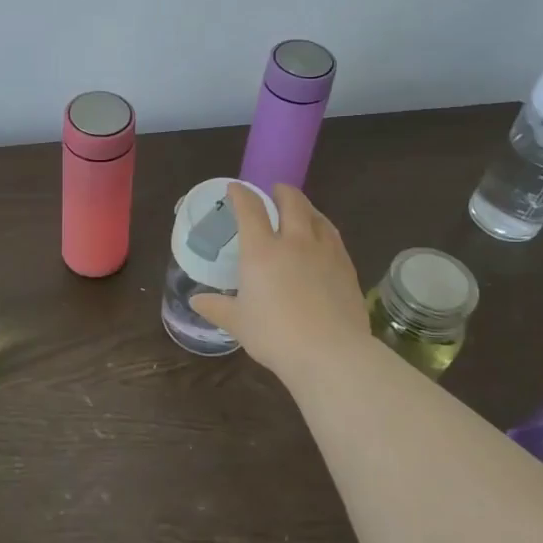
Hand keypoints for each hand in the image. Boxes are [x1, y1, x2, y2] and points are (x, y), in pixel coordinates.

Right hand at [190, 183, 370, 378]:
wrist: (331, 353)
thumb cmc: (275, 335)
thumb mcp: (238, 323)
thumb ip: (216, 307)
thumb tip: (196, 301)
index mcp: (262, 250)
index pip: (250, 209)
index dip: (241, 194)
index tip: (235, 188)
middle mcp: (294, 242)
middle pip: (292, 202)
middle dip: (282, 191)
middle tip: (275, 191)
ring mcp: (325, 252)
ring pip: (317, 217)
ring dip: (307, 207)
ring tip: (302, 210)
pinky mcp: (346, 267)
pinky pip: (334, 238)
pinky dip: (324, 230)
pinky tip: (324, 240)